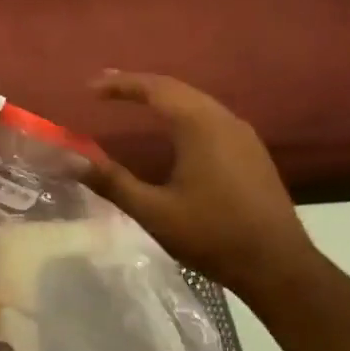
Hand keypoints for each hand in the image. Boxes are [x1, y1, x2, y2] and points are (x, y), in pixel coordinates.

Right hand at [80, 71, 319, 292]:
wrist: (278, 266)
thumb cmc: (213, 235)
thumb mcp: (154, 212)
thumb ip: (112, 182)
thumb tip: (71, 160)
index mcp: (200, 125)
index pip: (154, 89)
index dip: (120, 84)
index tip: (90, 88)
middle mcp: (224, 119)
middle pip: (176, 88)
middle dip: (139, 85)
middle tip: (106, 87)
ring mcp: (243, 134)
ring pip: (196, 101)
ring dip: (163, 97)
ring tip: (133, 101)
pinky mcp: (251, 151)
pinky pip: (210, 116)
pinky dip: (182, 112)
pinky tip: (172, 130)